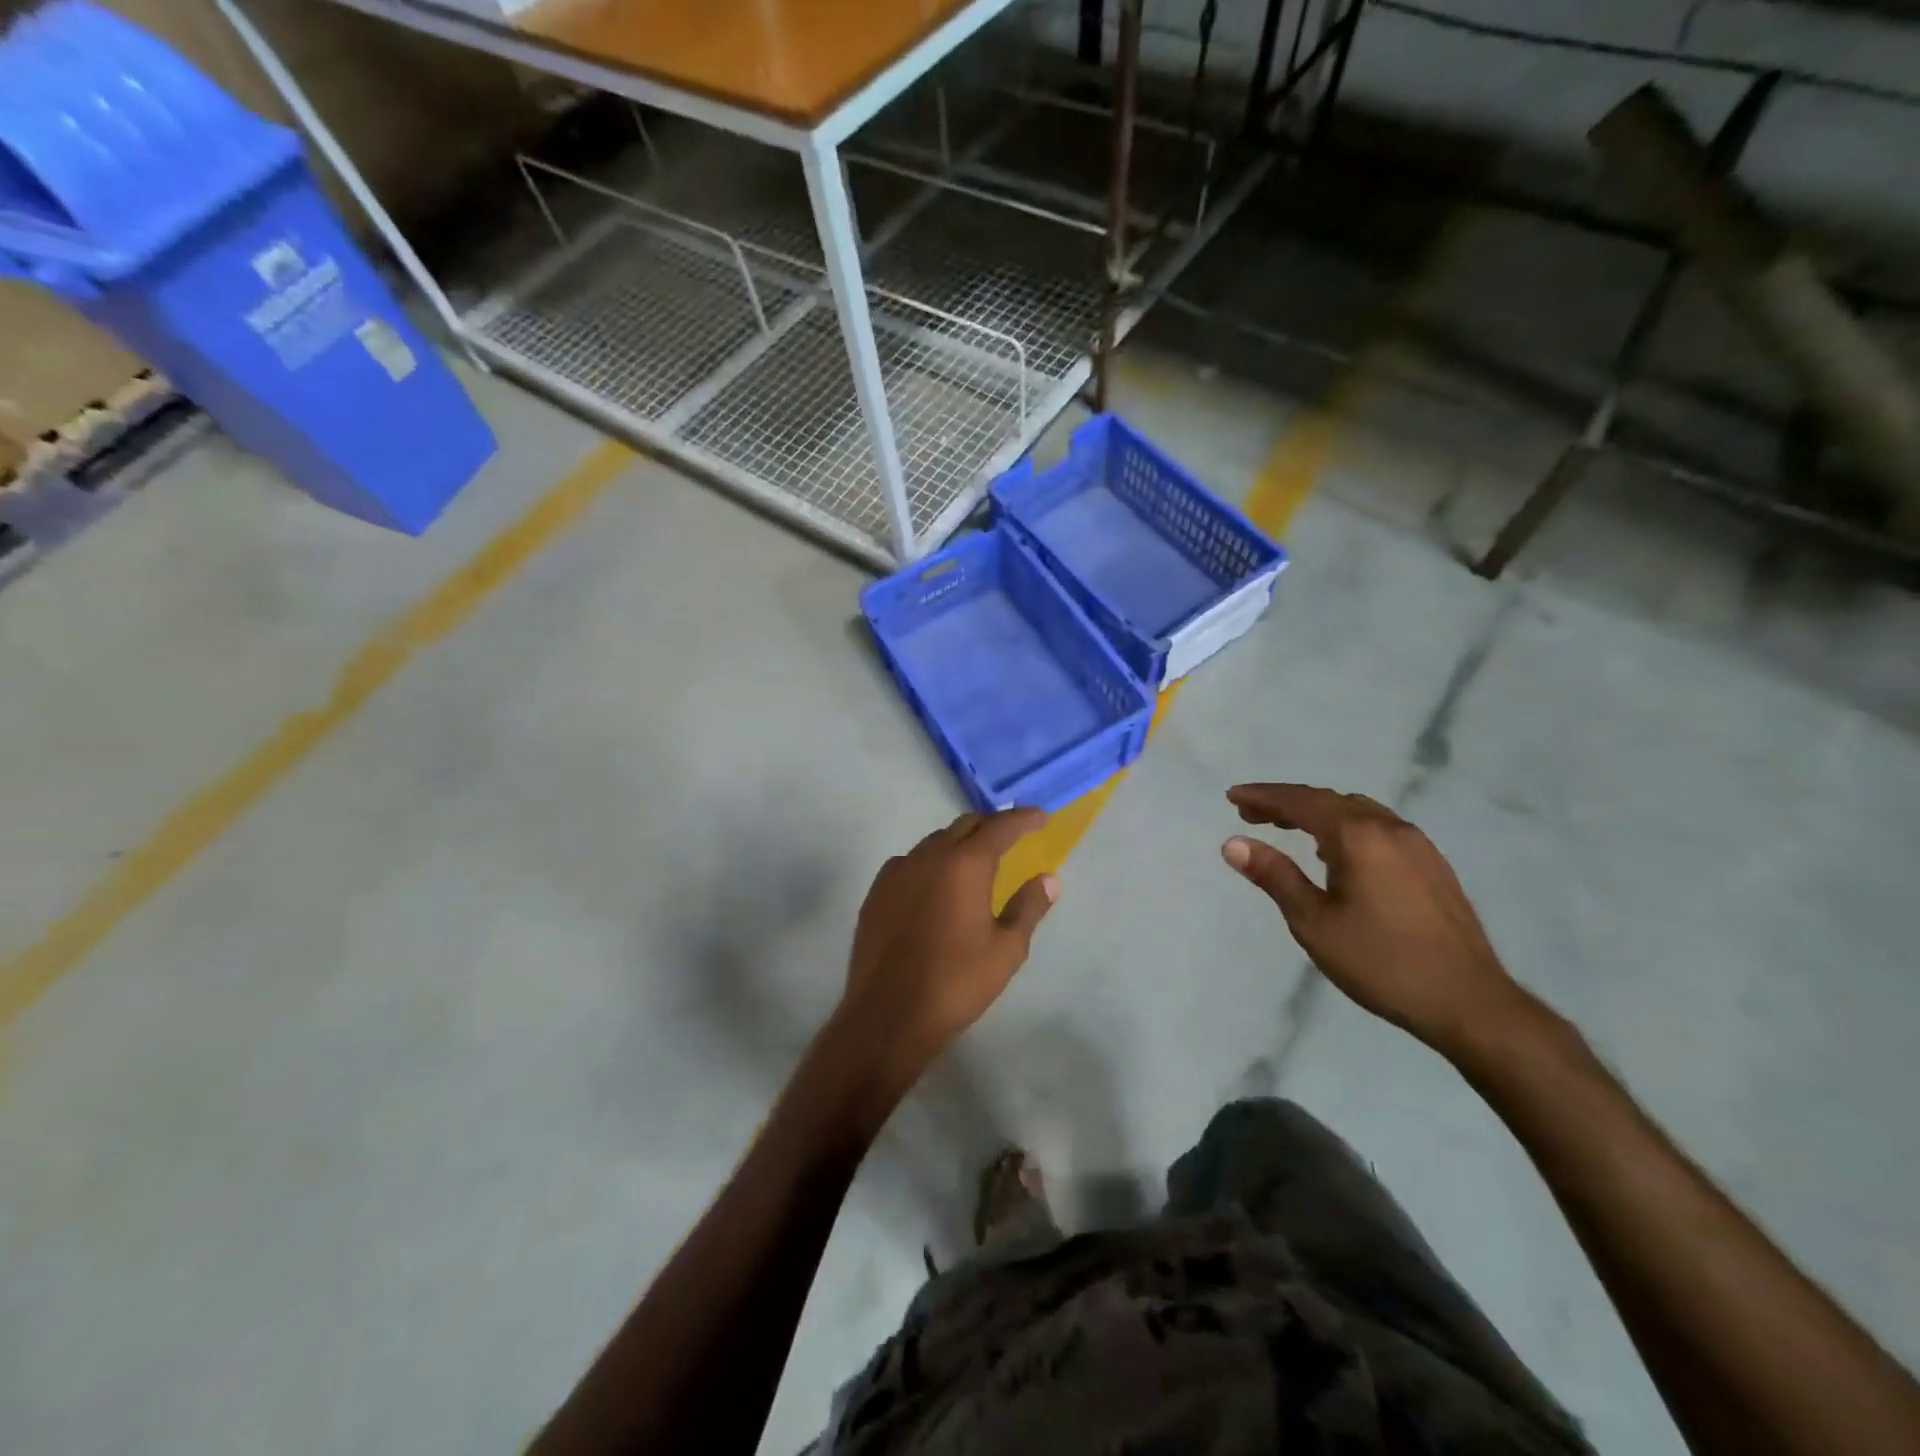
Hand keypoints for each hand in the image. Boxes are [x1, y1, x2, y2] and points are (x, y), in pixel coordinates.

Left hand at [835, 809, 1057, 1093]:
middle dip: (991, 827)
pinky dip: (931, 863)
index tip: (1041, 818)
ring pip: (935, 842)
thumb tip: (1048, 878)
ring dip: (959, 845)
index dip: (1023, 819)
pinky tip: (937, 887)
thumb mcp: (1006, 949)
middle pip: (964, 825)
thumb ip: (1029, 906)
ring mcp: (897, 872)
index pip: (999, 827)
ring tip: (975, 866)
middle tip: (1012, 841)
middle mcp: (928, 856)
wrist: (888, 1015)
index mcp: (964, 864)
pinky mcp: (876, 892)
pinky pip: (910, 862)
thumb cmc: (956, 982)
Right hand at [1222, 783, 1530, 1053]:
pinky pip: (1379, 828)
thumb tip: (1233, 843)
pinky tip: (1337, 855)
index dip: (1264, 796)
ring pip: (1357, 812)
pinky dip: (1346, 828)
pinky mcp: (1433, 866)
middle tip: (1252, 815)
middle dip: (1287, 804)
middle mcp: (1390, 828)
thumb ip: (1274, 876)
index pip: (1301, 802)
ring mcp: (1418, 845)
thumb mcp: (1314, 922)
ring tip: (1289, 830)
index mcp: (1359, 836)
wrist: (1469, 1002)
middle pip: (1329, 801)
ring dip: (1318, 814)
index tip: (1232, 797)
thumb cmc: (1381, 962)